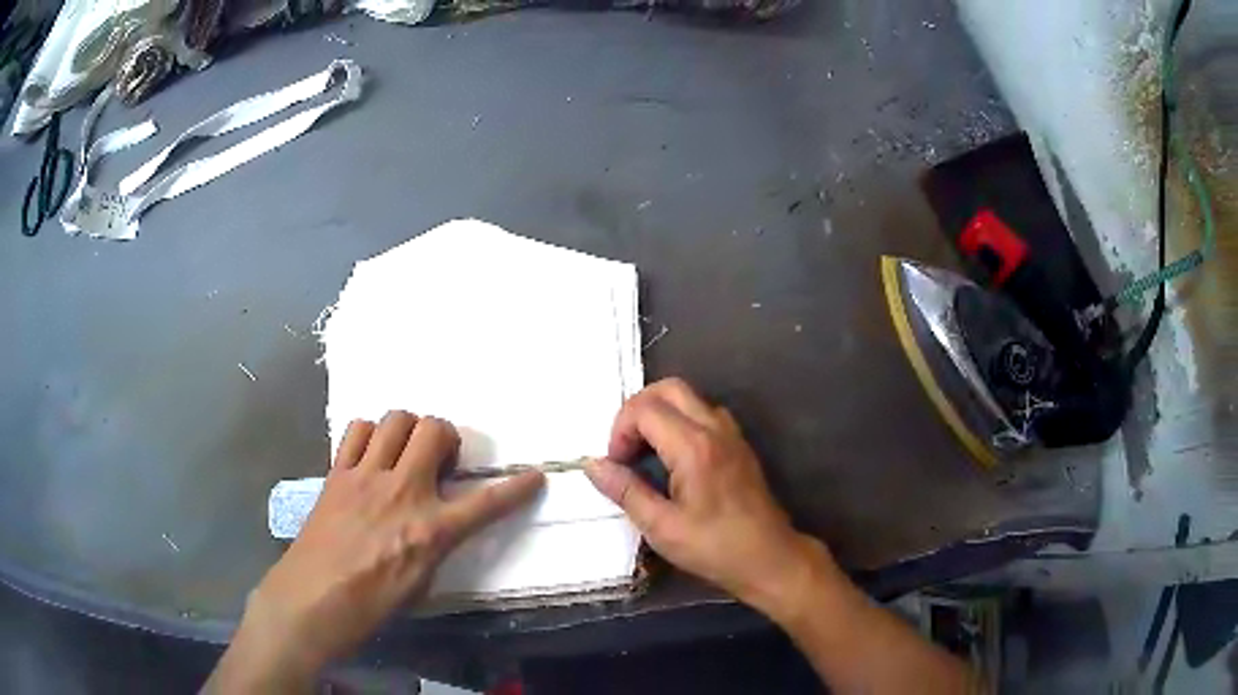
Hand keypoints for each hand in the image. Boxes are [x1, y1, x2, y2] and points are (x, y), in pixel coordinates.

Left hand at [211, 412, 543, 688]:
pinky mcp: (337, 473)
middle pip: (434, 429)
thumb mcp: (421, 582)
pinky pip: (356, 431)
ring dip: (407, 430)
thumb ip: (436, 543)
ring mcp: (365, 476)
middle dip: (446, 436)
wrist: (313, 599)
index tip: (534, 476)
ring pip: (395, 419)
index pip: (486, 502)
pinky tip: (370, 456)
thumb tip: (440, 521)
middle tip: (440, 460)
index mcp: (430, 530)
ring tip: (403, 453)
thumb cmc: (372, 603)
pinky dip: (370, 435)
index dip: (516, 488)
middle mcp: (402, 492)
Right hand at [584, 379, 836, 620]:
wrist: (770, 558)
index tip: (616, 464)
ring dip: (659, 414)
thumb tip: (593, 465)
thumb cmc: (715, 548)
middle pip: (668, 388)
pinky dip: (680, 422)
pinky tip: (674, 459)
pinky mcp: (739, 445)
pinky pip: (704, 413)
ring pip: (688, 397)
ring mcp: (731, 434)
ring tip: (646, 454)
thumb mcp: (662, 528)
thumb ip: (626, 491)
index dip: (620, 430)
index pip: (644, 409)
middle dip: (637, 411)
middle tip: (626, 449)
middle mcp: (715, 429)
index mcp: (694, 447)